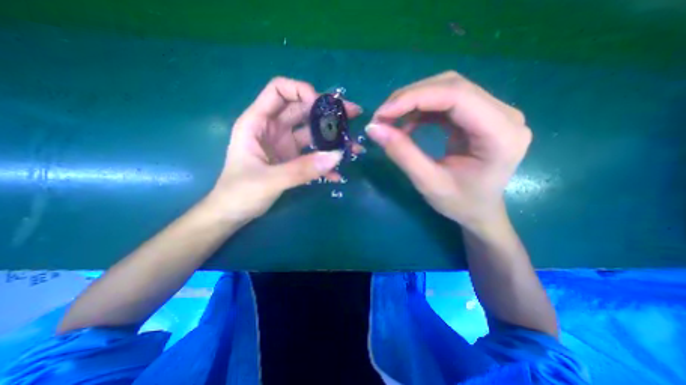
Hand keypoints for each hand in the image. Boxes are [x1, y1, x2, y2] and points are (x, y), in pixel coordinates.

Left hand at [211, 77, 360, 222]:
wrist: (233, 214)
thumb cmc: (239, 193)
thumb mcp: (269, 180)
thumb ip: (302, 169)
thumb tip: (337, 156)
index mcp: (258, 123)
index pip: (279, 91)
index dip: (301, 91)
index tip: (323, 106)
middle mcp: (273, 129)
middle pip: (303, 110)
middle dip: (328, 111)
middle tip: (354, 115)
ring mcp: (285, 146)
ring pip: (312, 133)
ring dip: (332, 139)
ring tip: (353, 147)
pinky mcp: (292, 161)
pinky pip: (312, 156)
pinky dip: (324, 164)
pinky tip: (337, 175)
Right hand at [364, 70, 529, 233]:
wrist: (480, 211)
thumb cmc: (460, 204)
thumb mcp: (428, 183)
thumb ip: (402, 154)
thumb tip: (373, 129)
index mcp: (501, 135)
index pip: (457, 96)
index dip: (414, 99)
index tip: (382, 114)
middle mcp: (504, 115)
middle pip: (452, 86)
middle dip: (410, 98)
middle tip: (381, 116)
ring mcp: (493, 112)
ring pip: (447, 89)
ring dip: (413, 101)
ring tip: (390, 119)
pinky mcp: (479, 116)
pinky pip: (446, 102)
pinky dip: (421, 109)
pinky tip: (407, 123)